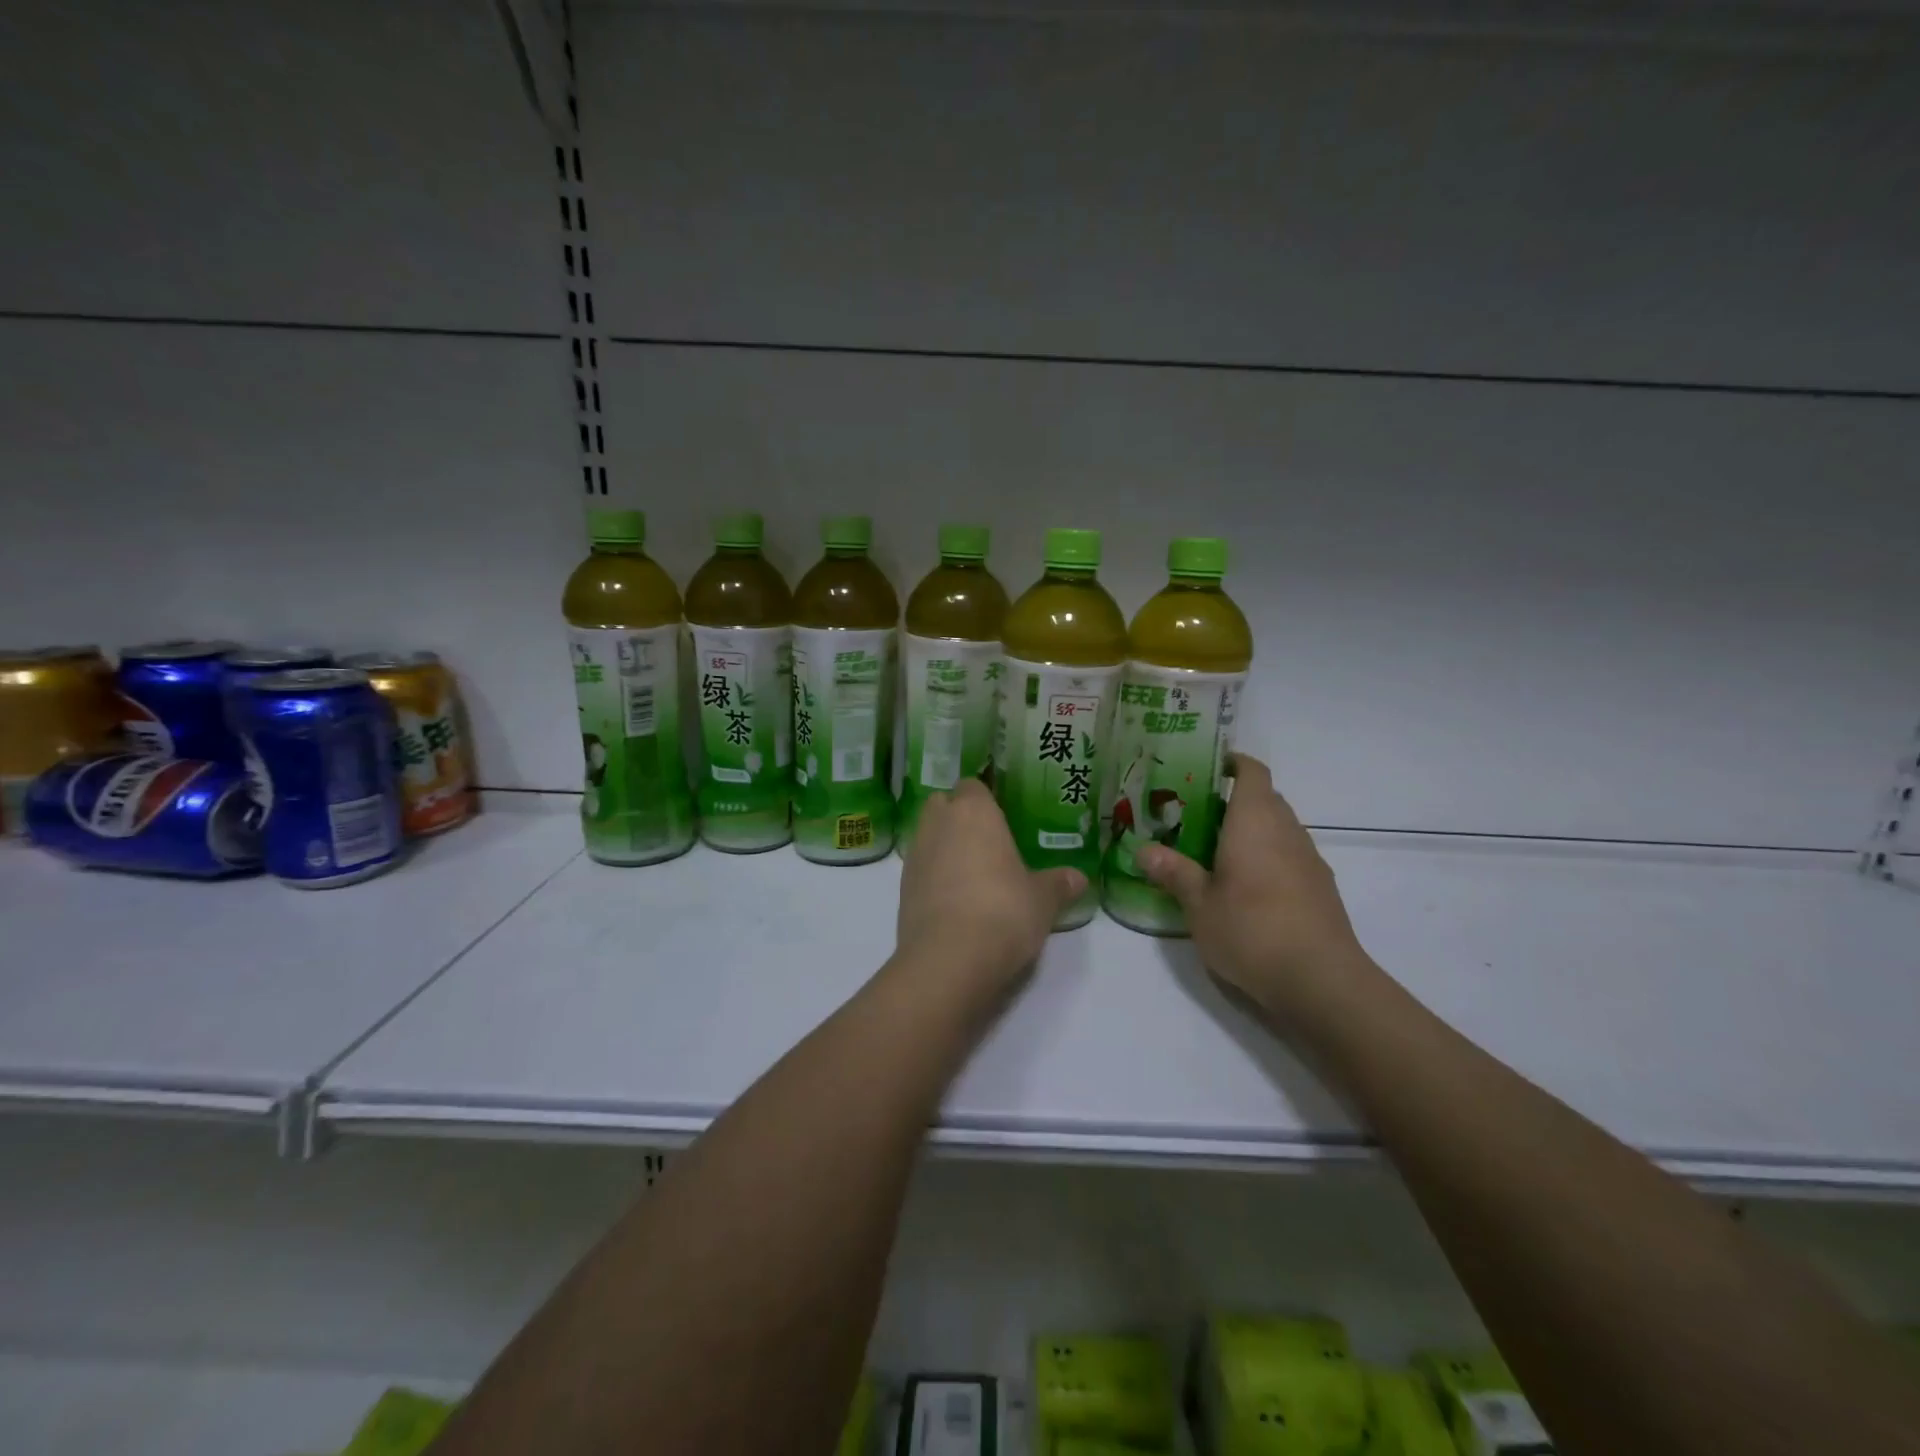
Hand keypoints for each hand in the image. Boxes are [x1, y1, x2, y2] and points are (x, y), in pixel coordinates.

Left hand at [897, 780, 1085, 984]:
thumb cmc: (1003, 912)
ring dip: (944, 846)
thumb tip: (1078, 877)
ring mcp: (915, 855)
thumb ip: (1058, 884)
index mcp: (974, 812)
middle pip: (942, 804)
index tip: (1002, 816)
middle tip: (987, 841)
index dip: (985, 799)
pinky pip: (920, 869)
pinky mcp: (902, 888)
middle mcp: (938, 824)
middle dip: (958, 816)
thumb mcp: (1042, 900)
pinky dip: (933, 876)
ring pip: (927, 835)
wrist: (949, 960)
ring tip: (973, 873)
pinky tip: (955, 900)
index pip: (972, 785)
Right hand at [1135, 755, 1374, 1018]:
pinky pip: (1289, 856)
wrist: (1321, 981)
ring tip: (1213, 852)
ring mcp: (1309, 859)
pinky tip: (1245, 888)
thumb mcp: (1199, 904)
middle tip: (1193, 816)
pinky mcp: (1321, 888)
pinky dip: (1267, 858)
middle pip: (1264, 798)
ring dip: (1251, 832)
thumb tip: (1143, 850)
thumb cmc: (1251, 930)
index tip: (1204, 768)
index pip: (1251, 771)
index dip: (1231, 763)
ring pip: (1278, 829)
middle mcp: (1287, 830)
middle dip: (1232, 801)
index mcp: (1255, 820)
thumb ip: (1174, 873)